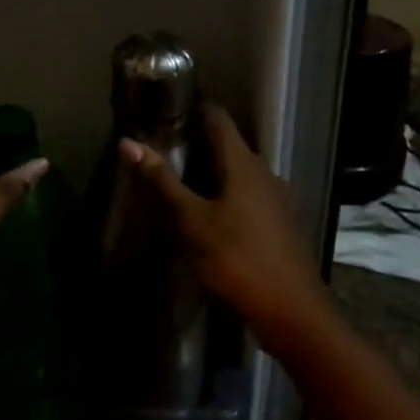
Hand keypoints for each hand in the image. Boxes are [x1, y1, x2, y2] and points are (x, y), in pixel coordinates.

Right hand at [119, 103, 324, 338]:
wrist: (291, 311)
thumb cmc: (237, 259)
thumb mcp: (192, 221)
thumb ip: (162, 181)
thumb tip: (128, 142)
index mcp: (243, 163)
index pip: (218, 118)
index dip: (193, 108)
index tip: (165, 110)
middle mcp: (264, 172)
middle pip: (229, 144)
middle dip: (198, 141)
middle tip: (164, 146)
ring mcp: (276, 198)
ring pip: (240, 171)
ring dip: (213, 169)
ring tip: (181, 178)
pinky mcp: (280, 222)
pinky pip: (249, 193)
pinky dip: (227, 192)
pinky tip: (210, 212)